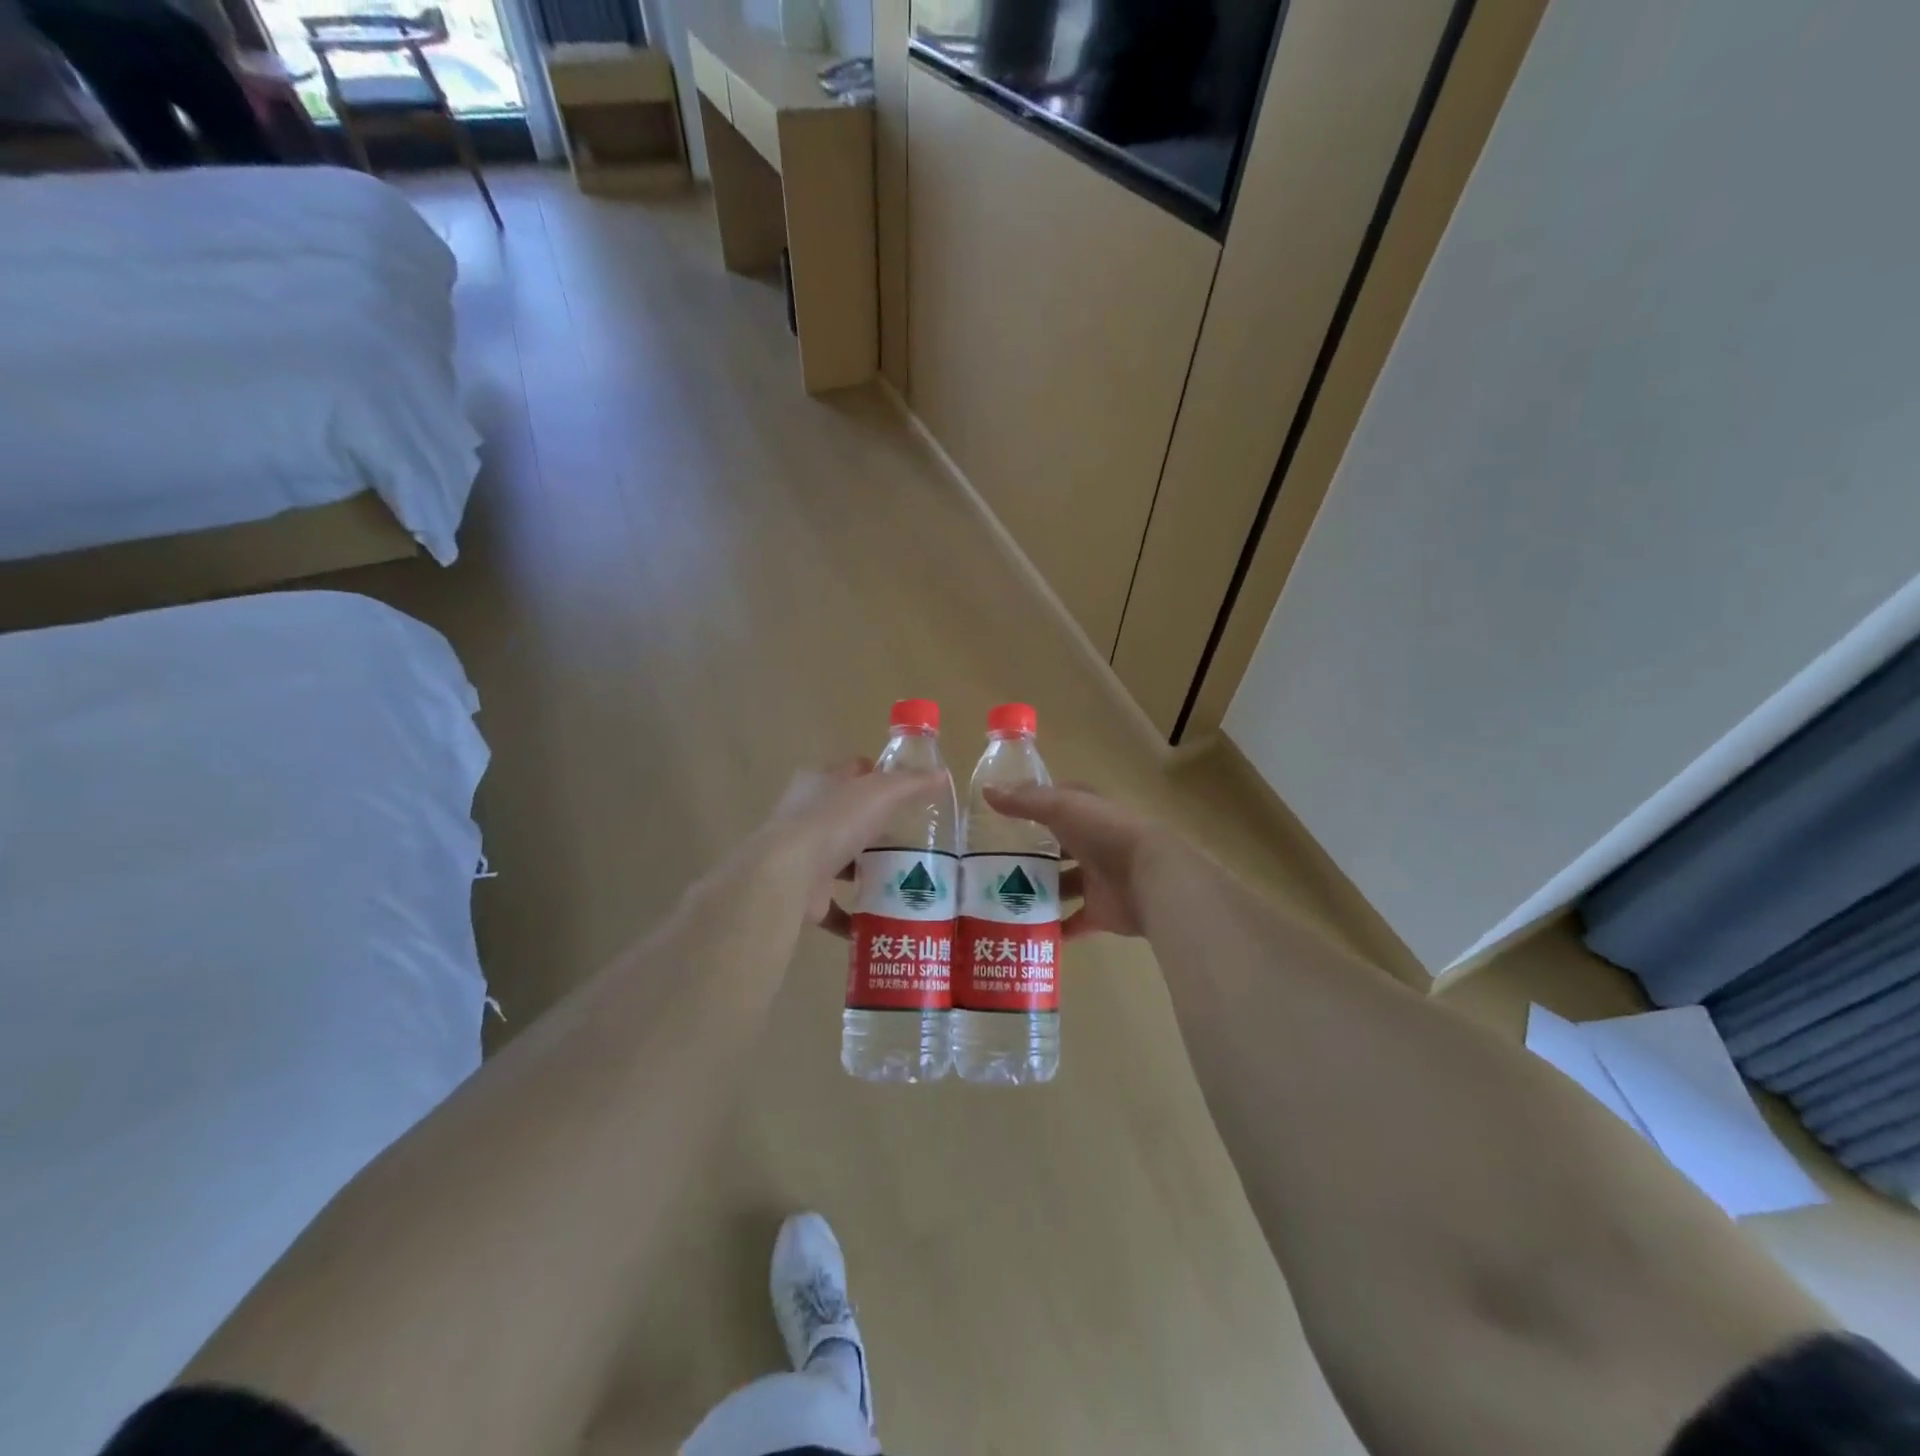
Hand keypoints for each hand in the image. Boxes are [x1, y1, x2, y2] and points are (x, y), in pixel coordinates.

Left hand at [756, 760, 947, 935]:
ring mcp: (802, 856)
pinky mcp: (803, 892)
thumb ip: (911, 783)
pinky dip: (854, 915)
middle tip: (912, 839)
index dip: (877, 775)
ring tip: (903, 878)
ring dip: (864, 870)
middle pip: (847, 817)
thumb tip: (941, 775)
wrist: (787, 874)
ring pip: (840, 860)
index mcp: (819, 782)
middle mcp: (806, 816)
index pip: (852, 771)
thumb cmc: (834, 821)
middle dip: (876, 828)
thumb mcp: (881, 792)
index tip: (906, 791)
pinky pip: (834, 905)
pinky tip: (881, 919)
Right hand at [981, 783, 1171, 939]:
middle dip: (1031, 853)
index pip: (1059, 802)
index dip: (1034, 805)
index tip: (1002, 814)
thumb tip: (986, 791)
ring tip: (1000, 897)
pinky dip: (1055, 928)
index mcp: (1089, 812)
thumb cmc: (1106, 833)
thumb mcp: (1061, 807)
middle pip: (1059, 847)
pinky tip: (1025, 930)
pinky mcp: (1102, 912)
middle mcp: (1094, 843)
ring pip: (1063, 884)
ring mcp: (1099, 879)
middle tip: (991, 862)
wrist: (1150, 878)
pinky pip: (1074, 922)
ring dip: (1039, 891)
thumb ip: (1025, 801)